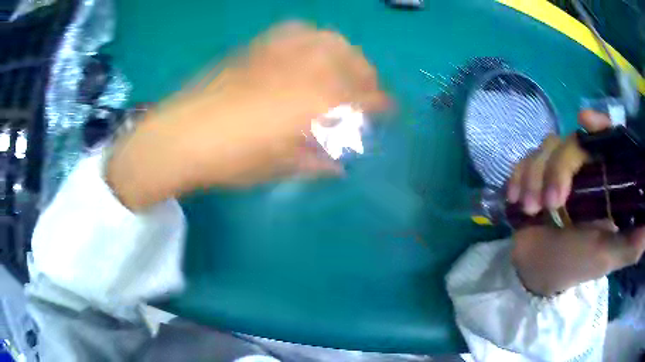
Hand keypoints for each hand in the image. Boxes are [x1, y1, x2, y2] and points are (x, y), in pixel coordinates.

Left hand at [106, 22, 389, 210]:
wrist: (181, 135)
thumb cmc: (231, 160)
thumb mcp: (279, 168)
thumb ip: (316, 163)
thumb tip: (338, 165)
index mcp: (317, 104)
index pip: (366, 99)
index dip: (382, 106)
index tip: (388, 112)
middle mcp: (307, 69)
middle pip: (354, 63)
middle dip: (368, 78)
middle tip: (367, 92)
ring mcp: (282, 52)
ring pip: (331, 41)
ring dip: (346, 55)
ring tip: (343, 69)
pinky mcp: (260, 45)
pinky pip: (298, 30)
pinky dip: (314, 38)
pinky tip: (310, 50)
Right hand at [507, 110, 644, 295]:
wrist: (539, 271)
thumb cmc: (578, 265)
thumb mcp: (607, 257)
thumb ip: (630, 245)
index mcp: (605, 181)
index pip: (606, 139)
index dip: (598, 124)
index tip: (584, 120)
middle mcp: (584, 168)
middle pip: (570, 142)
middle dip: (556, 169)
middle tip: (550, 204)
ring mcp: (557, 170)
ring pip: (544, 148)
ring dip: (533, 176)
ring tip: (529, 209)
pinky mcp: (534, 175)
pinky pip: (524, 160)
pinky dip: (518, 175)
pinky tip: (515, 197)